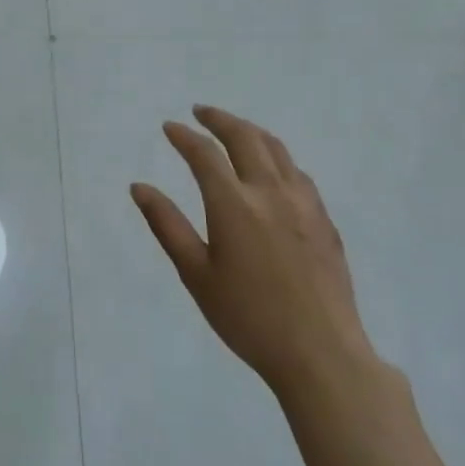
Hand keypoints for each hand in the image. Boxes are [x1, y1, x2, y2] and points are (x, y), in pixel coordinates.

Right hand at [131, 106, 379, 401]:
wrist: (321, 354)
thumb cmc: (248, 317)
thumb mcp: (196, 274)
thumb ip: (167, 225)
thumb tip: (139, 187)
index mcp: (234, 204)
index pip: (204, 154)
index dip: (184, 136)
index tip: (169, 127)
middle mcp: (270, 192)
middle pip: (245, 137)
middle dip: (219, 119)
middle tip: (200, 112)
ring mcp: (304, 204)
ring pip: (277, 149)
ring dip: (251, 131)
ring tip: (234, 130)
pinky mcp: (325, 220)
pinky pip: (298, 172)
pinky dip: (277, 157)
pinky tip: (272, 169)